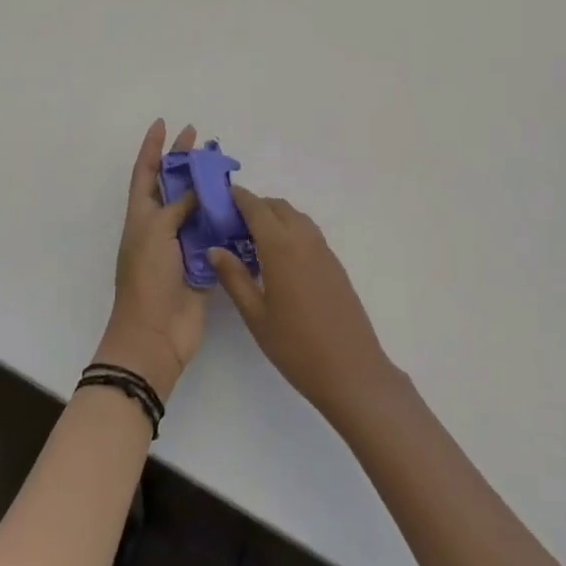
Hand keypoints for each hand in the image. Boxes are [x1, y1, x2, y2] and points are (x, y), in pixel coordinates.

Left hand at [95, 120, 206, 402]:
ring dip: (210, 188)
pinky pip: (216, 233)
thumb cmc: (147, 279)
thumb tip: (199, 190)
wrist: (155, 335)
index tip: (164, 123)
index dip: (153, 147)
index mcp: (142, 216)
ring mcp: (182, 244)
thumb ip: (179, 205)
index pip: (146, 172)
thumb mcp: (156, 232)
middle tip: (203, 140)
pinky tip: (241, 205)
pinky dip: (226, 219)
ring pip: (198, 207)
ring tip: (227, 167)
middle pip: (174, 185)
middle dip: (186, 162)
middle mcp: (161, 226)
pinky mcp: (203, 262)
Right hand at [210, 188, 400, 428]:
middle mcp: (304, 238)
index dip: (239, 197)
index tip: (220, 196)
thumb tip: (215, 249)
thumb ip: (234, 278)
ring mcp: (323, 249)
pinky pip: (308, 232)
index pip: (257, 208)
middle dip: (255, 206)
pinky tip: (279, 257)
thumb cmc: (295, 346)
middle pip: (278, 207)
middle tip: (232, 223)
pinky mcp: (334, 262)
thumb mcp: (256, 315)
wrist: (350, 368)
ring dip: (275, 217)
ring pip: (295, 217)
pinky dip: (290, 229)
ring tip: (252, 240)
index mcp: (281, 246)